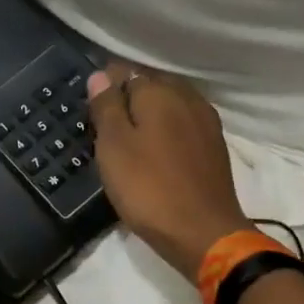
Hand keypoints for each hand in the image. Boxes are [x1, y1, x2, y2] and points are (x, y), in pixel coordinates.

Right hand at [87, 64, 251, 278]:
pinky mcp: (213, 145)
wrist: (201, 232)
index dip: (104, 86)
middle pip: (150, 85)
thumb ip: (106, 107)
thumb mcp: (114, 146)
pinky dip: (165, 130)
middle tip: (104, 127)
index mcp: (159, 92)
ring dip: (148, 115)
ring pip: (168, 105)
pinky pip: (182, 124)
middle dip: (127, 98)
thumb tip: (100, 75)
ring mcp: (205, 121)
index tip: (90, 110)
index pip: (125, 71)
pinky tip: (154, 151)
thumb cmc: (147, 187)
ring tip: (127, 139)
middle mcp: (186, 97)